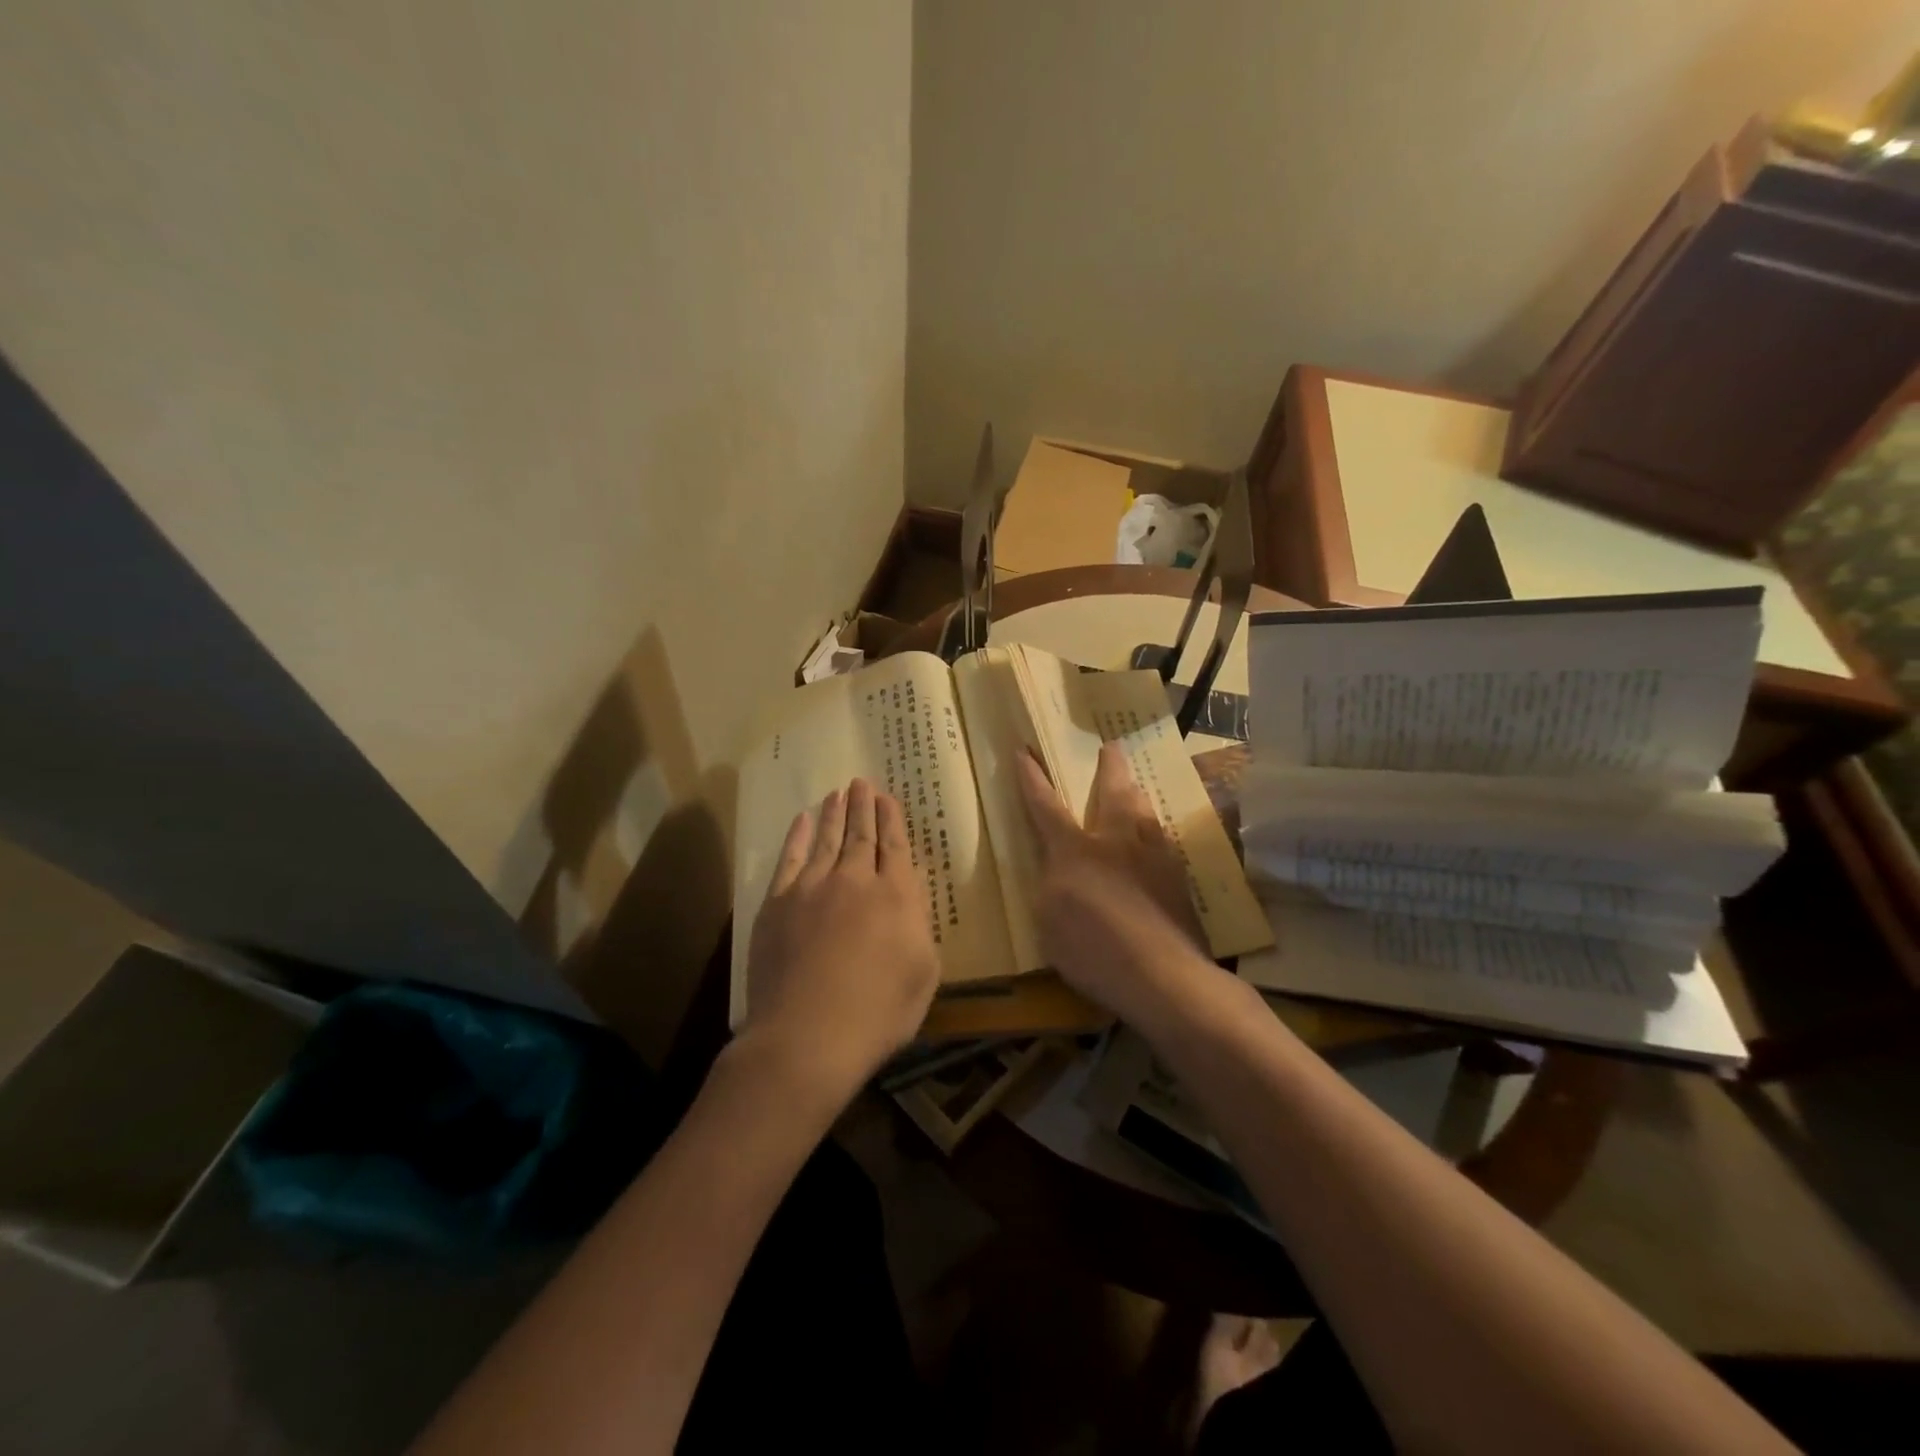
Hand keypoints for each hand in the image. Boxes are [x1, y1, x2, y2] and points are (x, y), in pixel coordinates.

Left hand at [737, 778, 940, 1107]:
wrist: (808, 1036)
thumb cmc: (878, 1014)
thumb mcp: (923, 974)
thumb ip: (919, 927)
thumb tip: (909, 899)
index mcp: (896, 896)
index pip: (895, 846)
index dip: (891, 819)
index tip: (887, 797)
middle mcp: (856, 880)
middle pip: (861, 835)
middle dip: (863, 806)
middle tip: (861, 783)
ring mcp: (812, 888)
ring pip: (827, 839)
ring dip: (834, 814)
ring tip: (838, 793)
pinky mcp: (778, 903)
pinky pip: (790, 859)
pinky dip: (797, 837)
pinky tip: (802, 821)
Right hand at [1017, 743, 1213, 1025]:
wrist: (1162, 975)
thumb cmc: (1093, 950)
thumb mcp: (1048, 922)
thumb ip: (1050, 887)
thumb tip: (1057, 870)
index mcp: (1075, 850)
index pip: (1046, 806)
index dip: (1033, 778)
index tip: (1025, 751)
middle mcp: (1116, 841)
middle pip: (1113, 792)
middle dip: (1109, 766)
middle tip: (1111, 746)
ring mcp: (1154, 856)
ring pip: (1145, 810)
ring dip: (1136, 793)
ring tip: (1135, 787)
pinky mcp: (1178, 878)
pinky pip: (1163, 840)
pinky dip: (1155, 831)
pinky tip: (1158, 839)